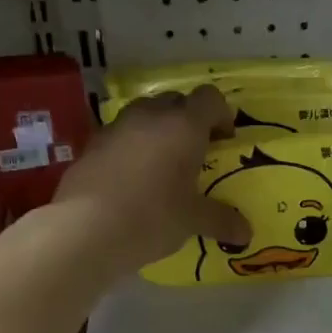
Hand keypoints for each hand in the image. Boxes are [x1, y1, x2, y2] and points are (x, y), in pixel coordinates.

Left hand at [55, 85, 251, 271]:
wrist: (85, 229)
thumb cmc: (151, 217)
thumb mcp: (192, 220)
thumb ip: (221, 220)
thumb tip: (246, 234)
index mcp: (184, 126)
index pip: (209, 98)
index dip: (221, 114)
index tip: (224, 140)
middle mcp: (150, 117)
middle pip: (176, 101)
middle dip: (188, 120)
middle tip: (195, 152)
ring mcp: (116, 127)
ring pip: (144, 114)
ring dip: (157, 130)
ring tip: (161, 164)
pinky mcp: (91, 145)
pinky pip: (119, 135)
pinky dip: (131, 147)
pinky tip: (131, 179)